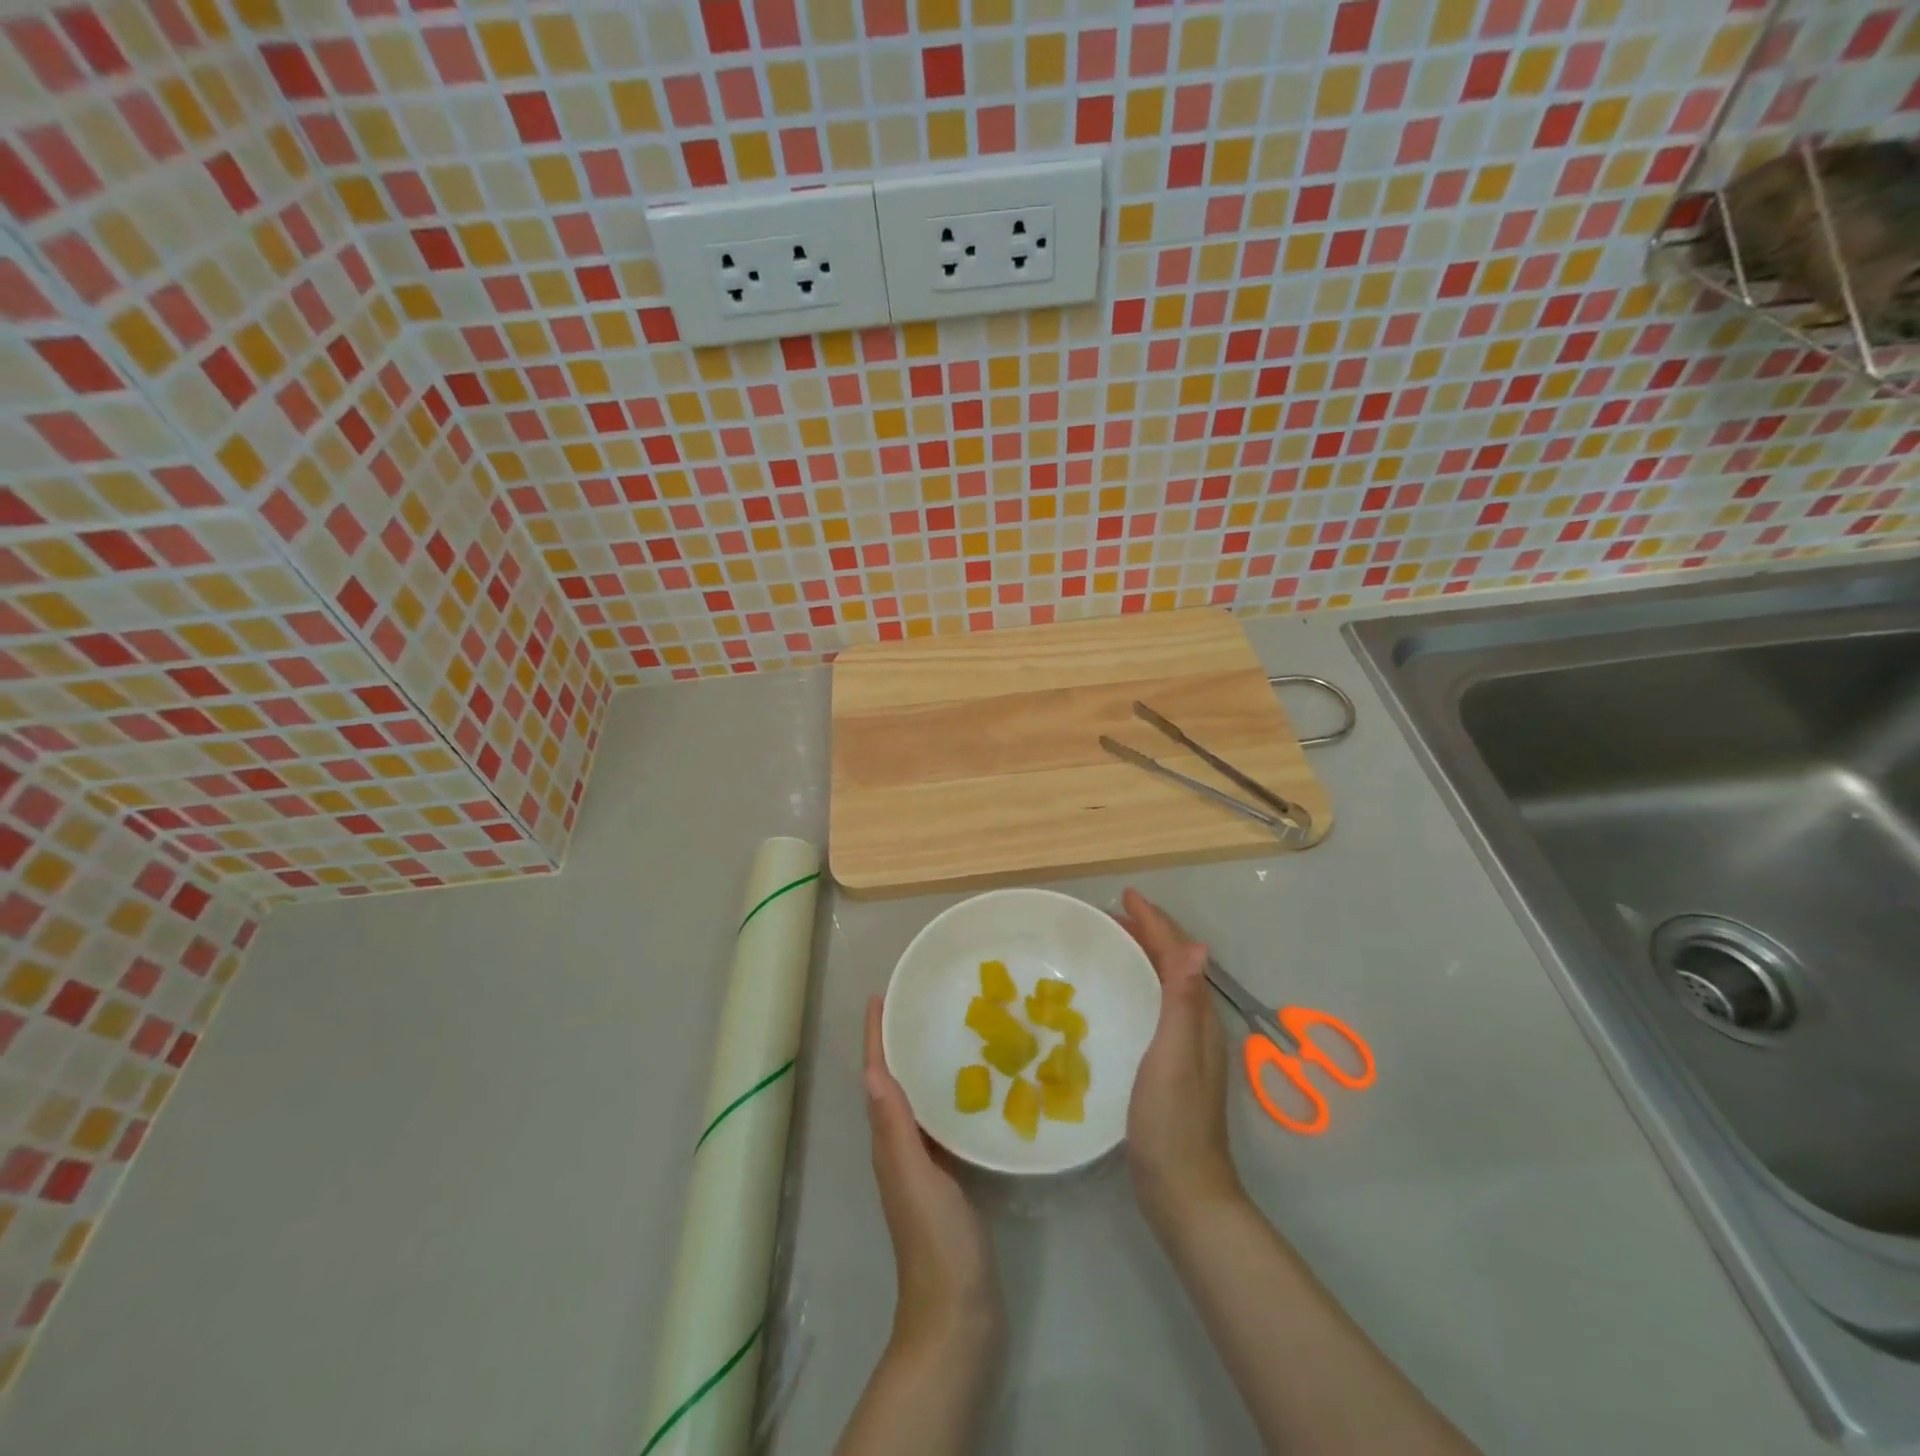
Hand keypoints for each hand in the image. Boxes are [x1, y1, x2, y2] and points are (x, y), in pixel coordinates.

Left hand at [862, 996, 999, 1352]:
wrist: (958, 1316)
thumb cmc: (936, 1243)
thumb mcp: (915, 1179)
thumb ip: (895, 1128)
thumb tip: (872, 1071)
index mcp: (889, 1143)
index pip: (878, 1078)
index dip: (876, 1038)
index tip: (880, 998)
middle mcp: (900, 1147)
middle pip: (894, 1083)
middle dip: (899, 1043)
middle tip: (919, 1004)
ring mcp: (925, 1165)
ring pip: (918, 1101)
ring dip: (923, 1066)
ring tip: (948, 1032)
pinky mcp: (950, 1179)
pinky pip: (943, 1124)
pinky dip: (949, 1098)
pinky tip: (976, 1089)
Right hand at [1117, 888, 1242, 1229]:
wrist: (1183, 1192)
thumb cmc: (1172, 1121)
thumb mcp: (1174, 1056)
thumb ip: (1183, 1001)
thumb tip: (1197, 944)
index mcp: (1197, 1018)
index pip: (1179, 955)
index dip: (1154, 922)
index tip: (1125, 896)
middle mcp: (1195, 1025)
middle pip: (1174, 964)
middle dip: (1149, 932)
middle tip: (1112, 914)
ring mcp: (1183, 1047)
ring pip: (1164, 984)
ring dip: (1143, 956)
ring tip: (1112, 942)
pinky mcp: (1168, 1066)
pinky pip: (1154, 1006)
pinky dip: (1138, 985)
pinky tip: (1117, 996)